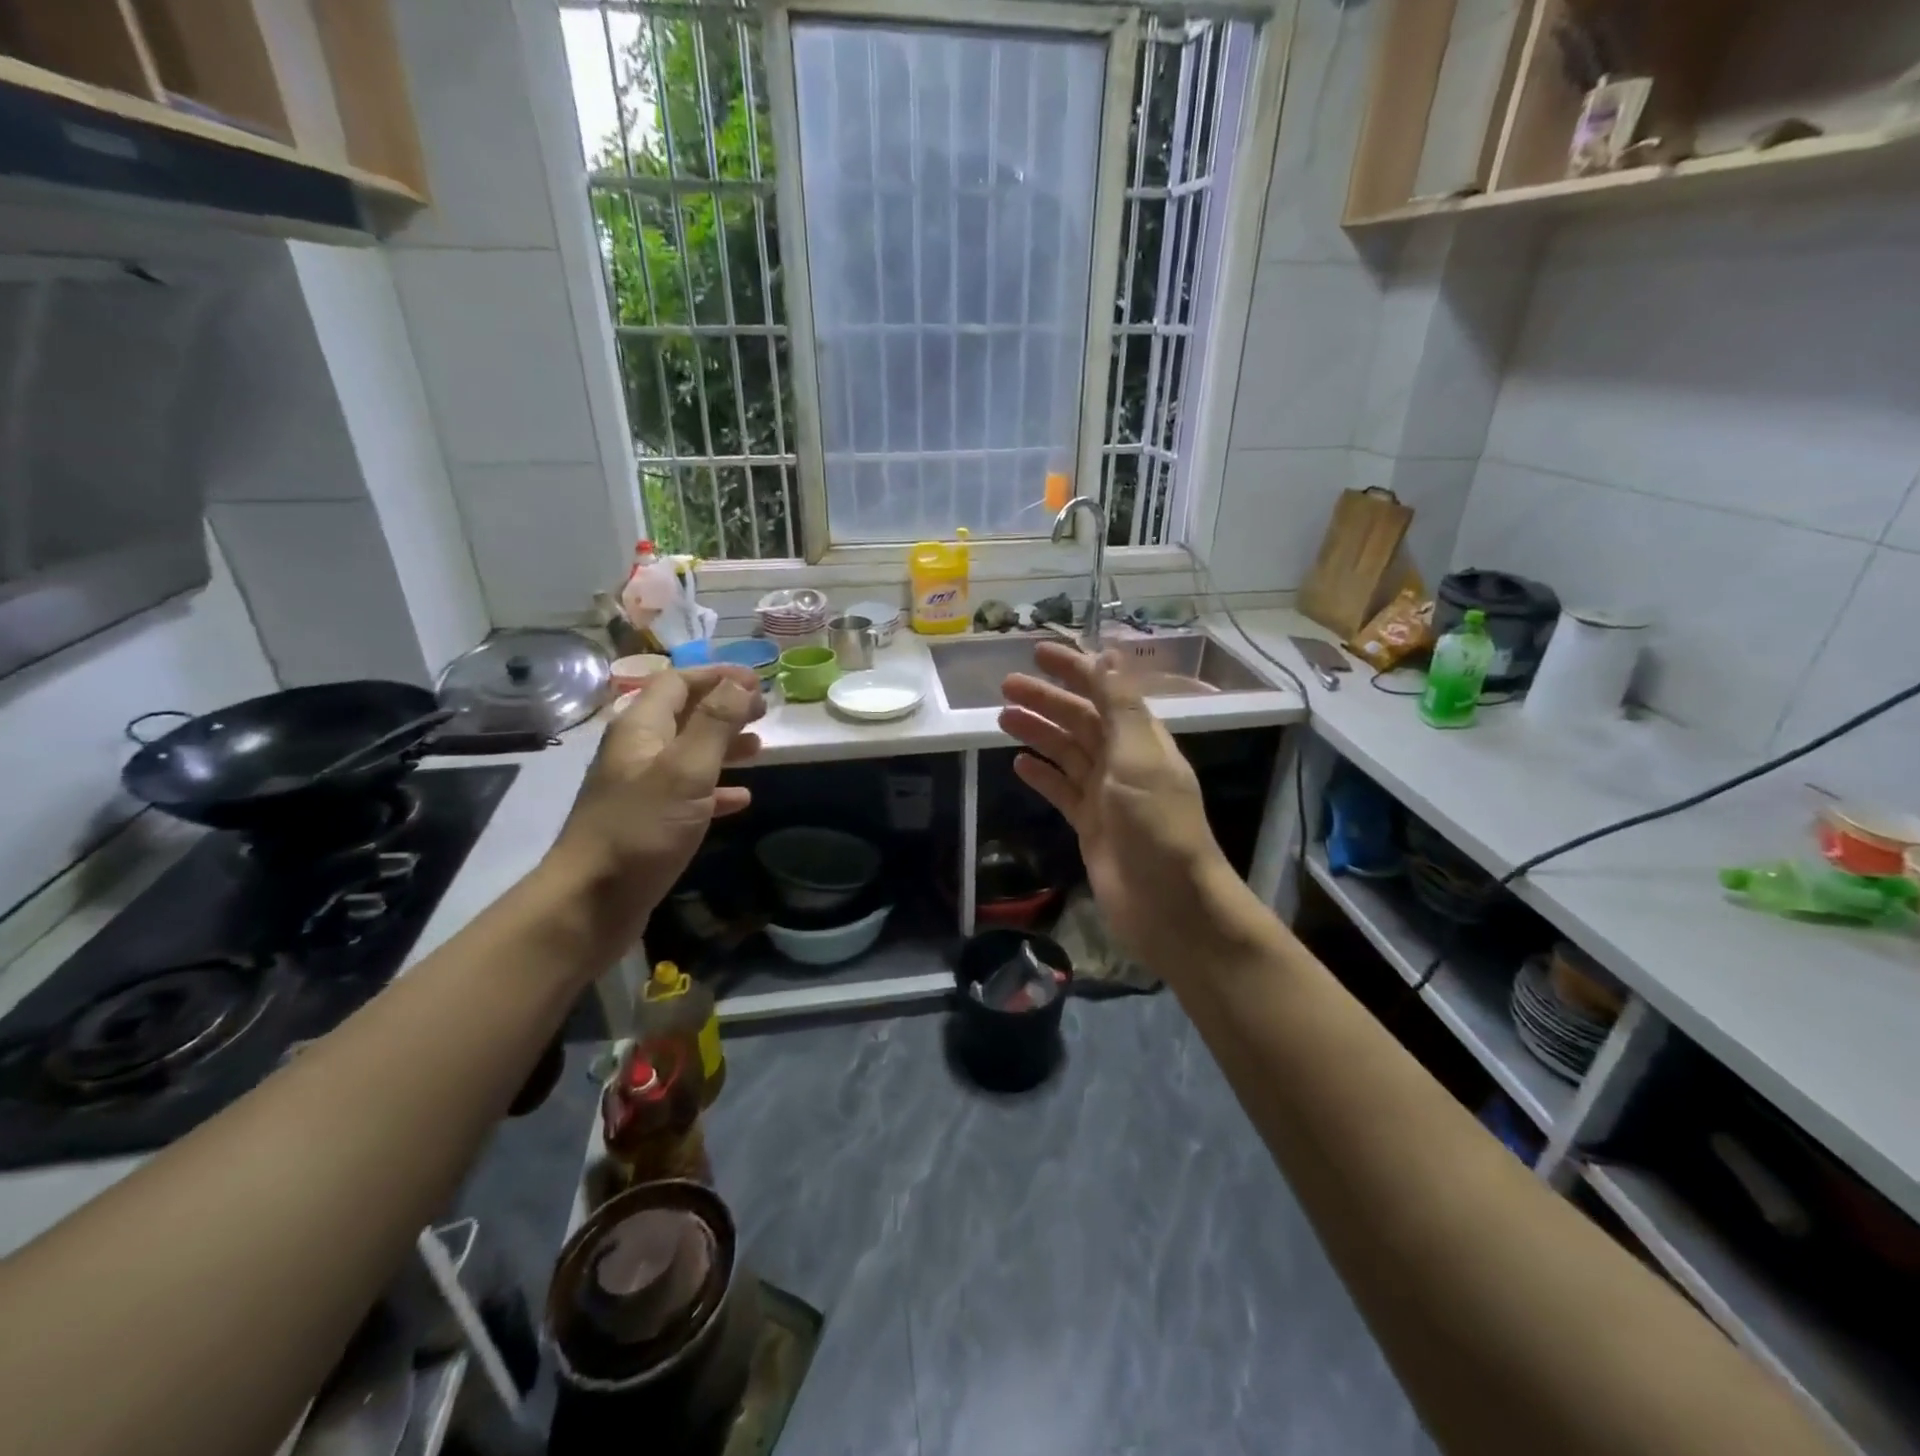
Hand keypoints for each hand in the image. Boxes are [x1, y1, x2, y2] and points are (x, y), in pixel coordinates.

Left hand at [549, 665, 764, 938]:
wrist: (591, 903)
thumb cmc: (641, 830)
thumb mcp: (686, 771)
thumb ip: (714, 723)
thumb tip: (740, 682)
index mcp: (640, 729)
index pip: (677, 683)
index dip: (716, 676)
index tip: (757, 680)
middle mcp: (637, 752)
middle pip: (683, 714)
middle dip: (723, 708)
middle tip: (763, 711)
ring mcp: (640, 789)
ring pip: (688, 753)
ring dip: (722, 745)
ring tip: (759, 747)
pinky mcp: (648, 823)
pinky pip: (688, 794)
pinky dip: (716, 790)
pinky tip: (741, 799)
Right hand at [999, 642, 1232, 974]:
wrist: (1169, 904)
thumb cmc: (1157, 825)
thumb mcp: (1139, 757)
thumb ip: (1121, 706)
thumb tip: (1107, 654)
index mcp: (1140, 738)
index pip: (1104, 691)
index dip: (1074, 669)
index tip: (1038, 653)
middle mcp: (1123, 760)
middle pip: (1079, 720)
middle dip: (1046, 700)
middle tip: (1005, 686)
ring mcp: (1106, 794)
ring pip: (1066, 753)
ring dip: (1038, 733)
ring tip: (1003, 718)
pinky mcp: (1090, 825)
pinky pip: (1061, 791)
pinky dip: (1042, 776)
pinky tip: (1019, 764)